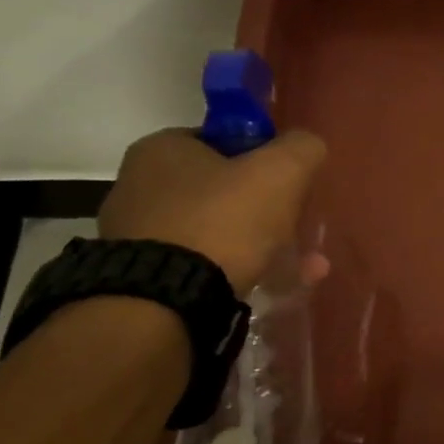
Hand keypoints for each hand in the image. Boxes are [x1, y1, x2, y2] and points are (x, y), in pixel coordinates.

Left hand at [100, 128, 326, 294]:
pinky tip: (274, 287)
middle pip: (222, 190)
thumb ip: (301, 148)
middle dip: (267, 210)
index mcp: (161, 149)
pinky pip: (204, 266)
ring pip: (217, 232)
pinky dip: (239, 272)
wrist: (165, 302)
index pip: (223, 141)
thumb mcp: (281, 170)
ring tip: (305, 268)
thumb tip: (306, 147)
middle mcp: (138, 186)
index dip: (263, 157)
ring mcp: (137, 237)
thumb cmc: (223, 219)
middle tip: (298, 227)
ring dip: (262, 246)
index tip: (288, 183)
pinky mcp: (143, 278)